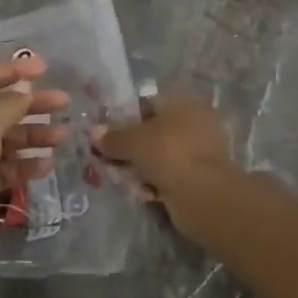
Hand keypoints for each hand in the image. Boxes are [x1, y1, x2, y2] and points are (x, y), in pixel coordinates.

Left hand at [0, 55, 67, 260]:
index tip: (45, 68)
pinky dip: (25, 164)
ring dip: (34, 135)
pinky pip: (5, 166)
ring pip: (5, 138)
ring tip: (65, 136)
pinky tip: (48, 165)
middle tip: (65, 102)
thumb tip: (24, 90)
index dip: (14, 69)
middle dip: (31, 104)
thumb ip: (8, 104)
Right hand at [91, 93, 236, 225]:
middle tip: (109, 159)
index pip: (147, 104)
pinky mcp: (198, 178)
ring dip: (140, 168)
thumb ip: (113, 137)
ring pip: (159, 156)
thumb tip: (94, 132)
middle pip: (152, 132)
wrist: (204, 195)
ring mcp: (198, 151)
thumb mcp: (134, 141)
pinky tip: (143, 194)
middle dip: (130, 147)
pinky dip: (155, 184)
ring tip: (124, 180)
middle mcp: (193, 122)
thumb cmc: (168, 152)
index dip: (124, 117)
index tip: (106, 133)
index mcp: (183, 102)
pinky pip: (168, 176)